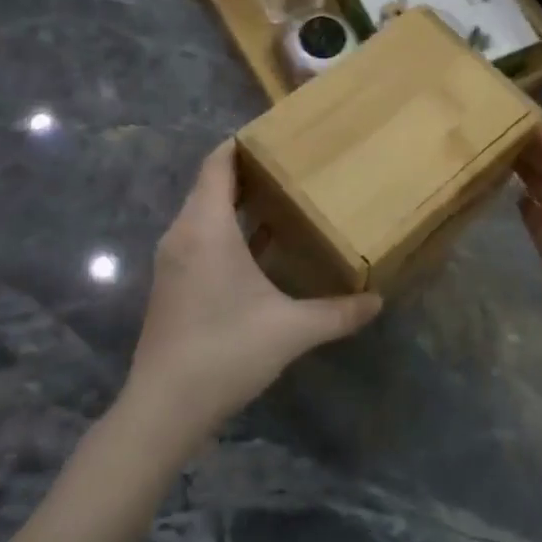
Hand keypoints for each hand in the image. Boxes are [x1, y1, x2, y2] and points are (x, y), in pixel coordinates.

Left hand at [121, 140, 382, 448]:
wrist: (163, 408)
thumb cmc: (225, 351)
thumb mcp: (291, 330)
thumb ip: (337, 312)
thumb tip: (378, 301)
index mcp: (206, 228)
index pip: (218, 164)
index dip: (242, 143)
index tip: (276, 133)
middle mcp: (183, 235)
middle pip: (212, 185)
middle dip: (249, 172)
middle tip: (292, 165)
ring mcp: (174, 261)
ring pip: (205, 214)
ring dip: (238, 204)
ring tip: (283, 200)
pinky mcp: (173, 285)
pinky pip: (200, 239)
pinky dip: (228, 231)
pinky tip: (261, 249)